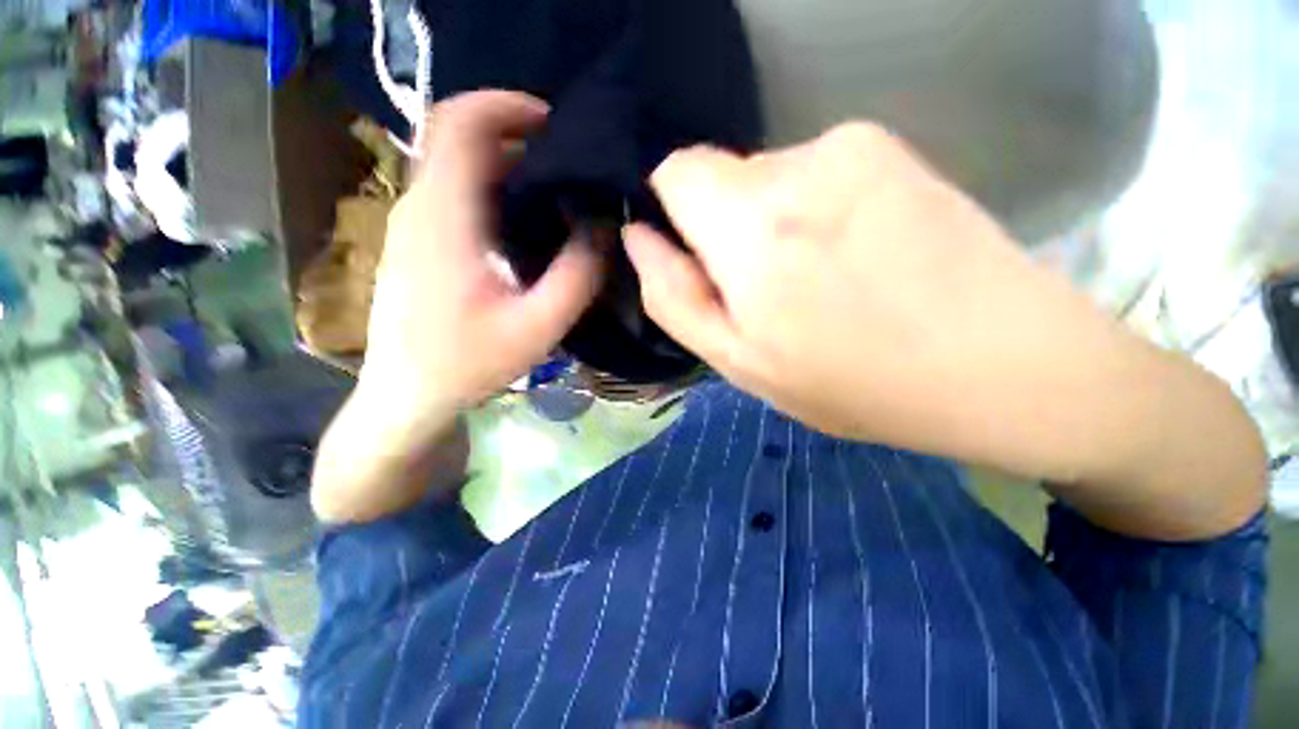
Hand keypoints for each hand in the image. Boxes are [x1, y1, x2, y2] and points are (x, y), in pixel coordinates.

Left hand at [311, 91, 601, 522]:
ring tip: (557, 191)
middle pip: (459, 138)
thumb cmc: (467, 364)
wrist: (406, 396)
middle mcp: (420, 206)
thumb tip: (602, 228)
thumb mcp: (537, 326)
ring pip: (458, 166)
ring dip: (507, 165)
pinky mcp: (418, 243)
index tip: (555, 121)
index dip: (506, 105)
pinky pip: (456, 195)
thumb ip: (577, 275)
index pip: (459, 122)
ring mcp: (414, 224)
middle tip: (569, 162)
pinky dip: (494, 190)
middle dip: (516, 135)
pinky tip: (527, 223)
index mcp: (444, 216)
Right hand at [625, 123, 1264, 538]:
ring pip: (767, 179)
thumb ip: (674, 297)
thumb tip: (640, 238)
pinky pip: (814, 174)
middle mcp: (798, 164)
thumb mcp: (739, 362)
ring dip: (771, 227)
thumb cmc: (856, 382)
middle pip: (721, 179)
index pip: (675, 172)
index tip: (702, 264)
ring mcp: (852, 146)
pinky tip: (856, 257)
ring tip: (819, 283)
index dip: (674, 214)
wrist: (1006, 366)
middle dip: (725, 233)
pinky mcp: (891, 148)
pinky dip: (813, 213)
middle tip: (769, 294)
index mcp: (752, 226)